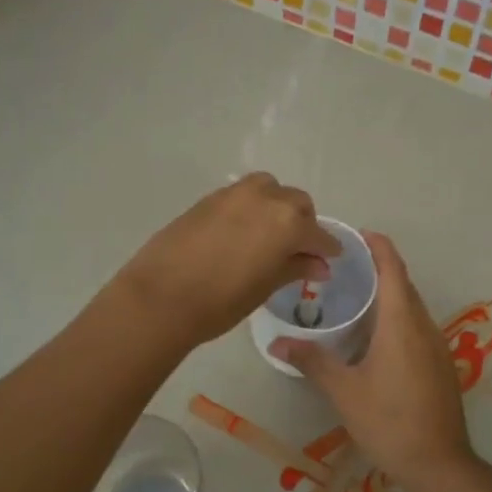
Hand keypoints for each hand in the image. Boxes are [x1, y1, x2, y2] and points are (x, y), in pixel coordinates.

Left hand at [114, 173, 343, 346]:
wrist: (161, 296)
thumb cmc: (221, 301)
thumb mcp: (265, 287)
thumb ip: (295, 268)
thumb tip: (319, 264)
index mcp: (287, 222)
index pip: (318, 234)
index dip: (326, 248)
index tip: (330, 259)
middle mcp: (265, 198)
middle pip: (296, 203)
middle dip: (303, 224)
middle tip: (298, 250)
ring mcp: (233, 194)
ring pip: (269, 190)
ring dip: (277, 208)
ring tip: (269, 236)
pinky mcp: (208, 199)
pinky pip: (242, 196)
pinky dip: (251, 208)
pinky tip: (242, 233)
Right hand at [273, 233, 476, 487]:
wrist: (439, 464)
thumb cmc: (389, 421)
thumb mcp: (344, 391)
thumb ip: (313, 362)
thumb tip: (277, 344)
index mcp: (402, 323)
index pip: (393, 269)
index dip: (377, 246)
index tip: (355, 235)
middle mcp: (424, 326)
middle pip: (403, 285)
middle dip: (377, 269)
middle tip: (341, 267)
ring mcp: (437, 347)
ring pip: (411, 308)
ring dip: (387, 296)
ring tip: (352, 298)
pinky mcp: (439, 365)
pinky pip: (416, 328)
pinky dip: (395, 319)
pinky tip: (372, 337)